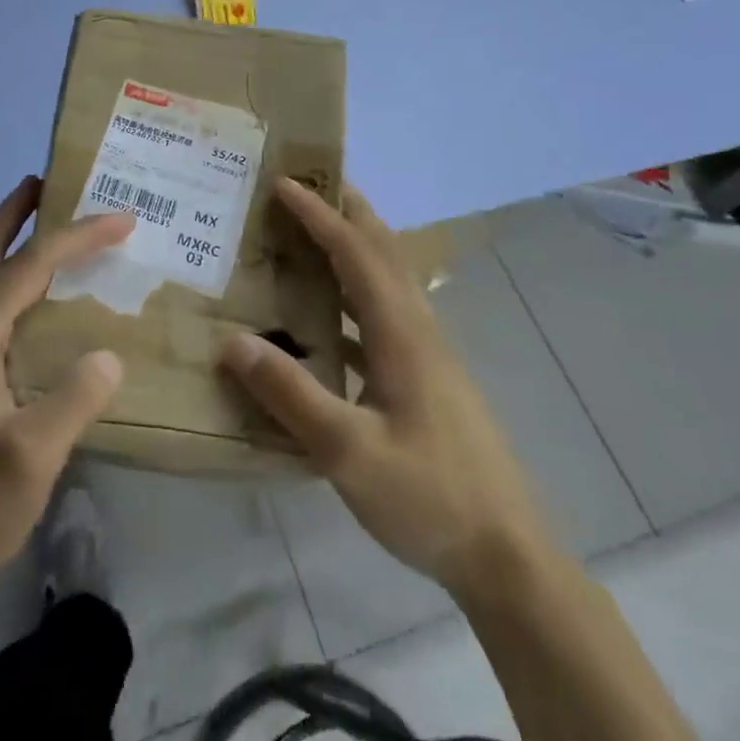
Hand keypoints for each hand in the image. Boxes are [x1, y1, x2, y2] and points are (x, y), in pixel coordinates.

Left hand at [0, 176, 131, 594]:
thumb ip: (74, 398)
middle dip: (15, 211)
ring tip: (49, 225)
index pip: (29, 265)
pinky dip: (13, 280)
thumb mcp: (33, 456)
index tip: (122, 218)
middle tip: (49, 182)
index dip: (77, 236)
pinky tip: (41, 300)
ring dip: (10, 241)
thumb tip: (107, 354)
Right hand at [218, 180, 549, 595]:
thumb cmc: (430, 497)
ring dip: (351, 246)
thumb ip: (290, 395)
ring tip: (309, 232)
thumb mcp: (350, 453)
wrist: (507, 557)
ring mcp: (426, 356)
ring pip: (386, 281)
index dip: (320, 215)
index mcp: (402, 335)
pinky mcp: (426, 381)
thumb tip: (232, 342)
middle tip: (307, 182)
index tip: (283, 182)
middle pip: (382, 251)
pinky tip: (322, 319)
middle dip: (347, 210)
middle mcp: (418, 331)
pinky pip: (382, 316)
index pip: (356, 254)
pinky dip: (351, 296)